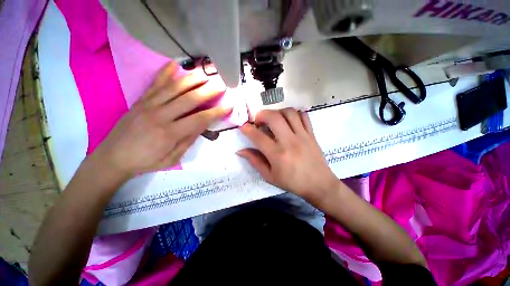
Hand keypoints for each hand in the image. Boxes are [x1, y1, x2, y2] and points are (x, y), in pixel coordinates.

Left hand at [89, 61, 231, 179]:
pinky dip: (165, 73)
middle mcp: (160, 115)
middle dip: (209, 91)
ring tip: (206, 73)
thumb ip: (188, 140)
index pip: (200, 119)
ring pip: (174, 88)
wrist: (113, 157)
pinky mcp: (140, 101)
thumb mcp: (172, 158)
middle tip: (222, 84)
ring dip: (192, 79)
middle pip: (189, 99)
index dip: (216, 112)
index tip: (228, 106)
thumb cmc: (146, 161)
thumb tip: (202, 125)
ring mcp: (148, 105)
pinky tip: (174, 64)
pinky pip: (154, 84)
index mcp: (170, 133)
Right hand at [237, 108, 339, 202]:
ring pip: (289, 113)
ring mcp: (302, 136)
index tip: (243, 126)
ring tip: (273, 119)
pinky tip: (288, 120)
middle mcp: (289, 142)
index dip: (247, 129)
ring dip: (277, 112)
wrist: (319, 184)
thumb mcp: (270, 176)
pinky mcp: (311, 134)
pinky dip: (293, 114)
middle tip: (258, 121)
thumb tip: (241, 151)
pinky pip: (303, 116)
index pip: (258, 136)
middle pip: (274, 117)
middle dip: (262, 115)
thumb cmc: (292, 182)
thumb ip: (255, 161)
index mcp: (277, 155)